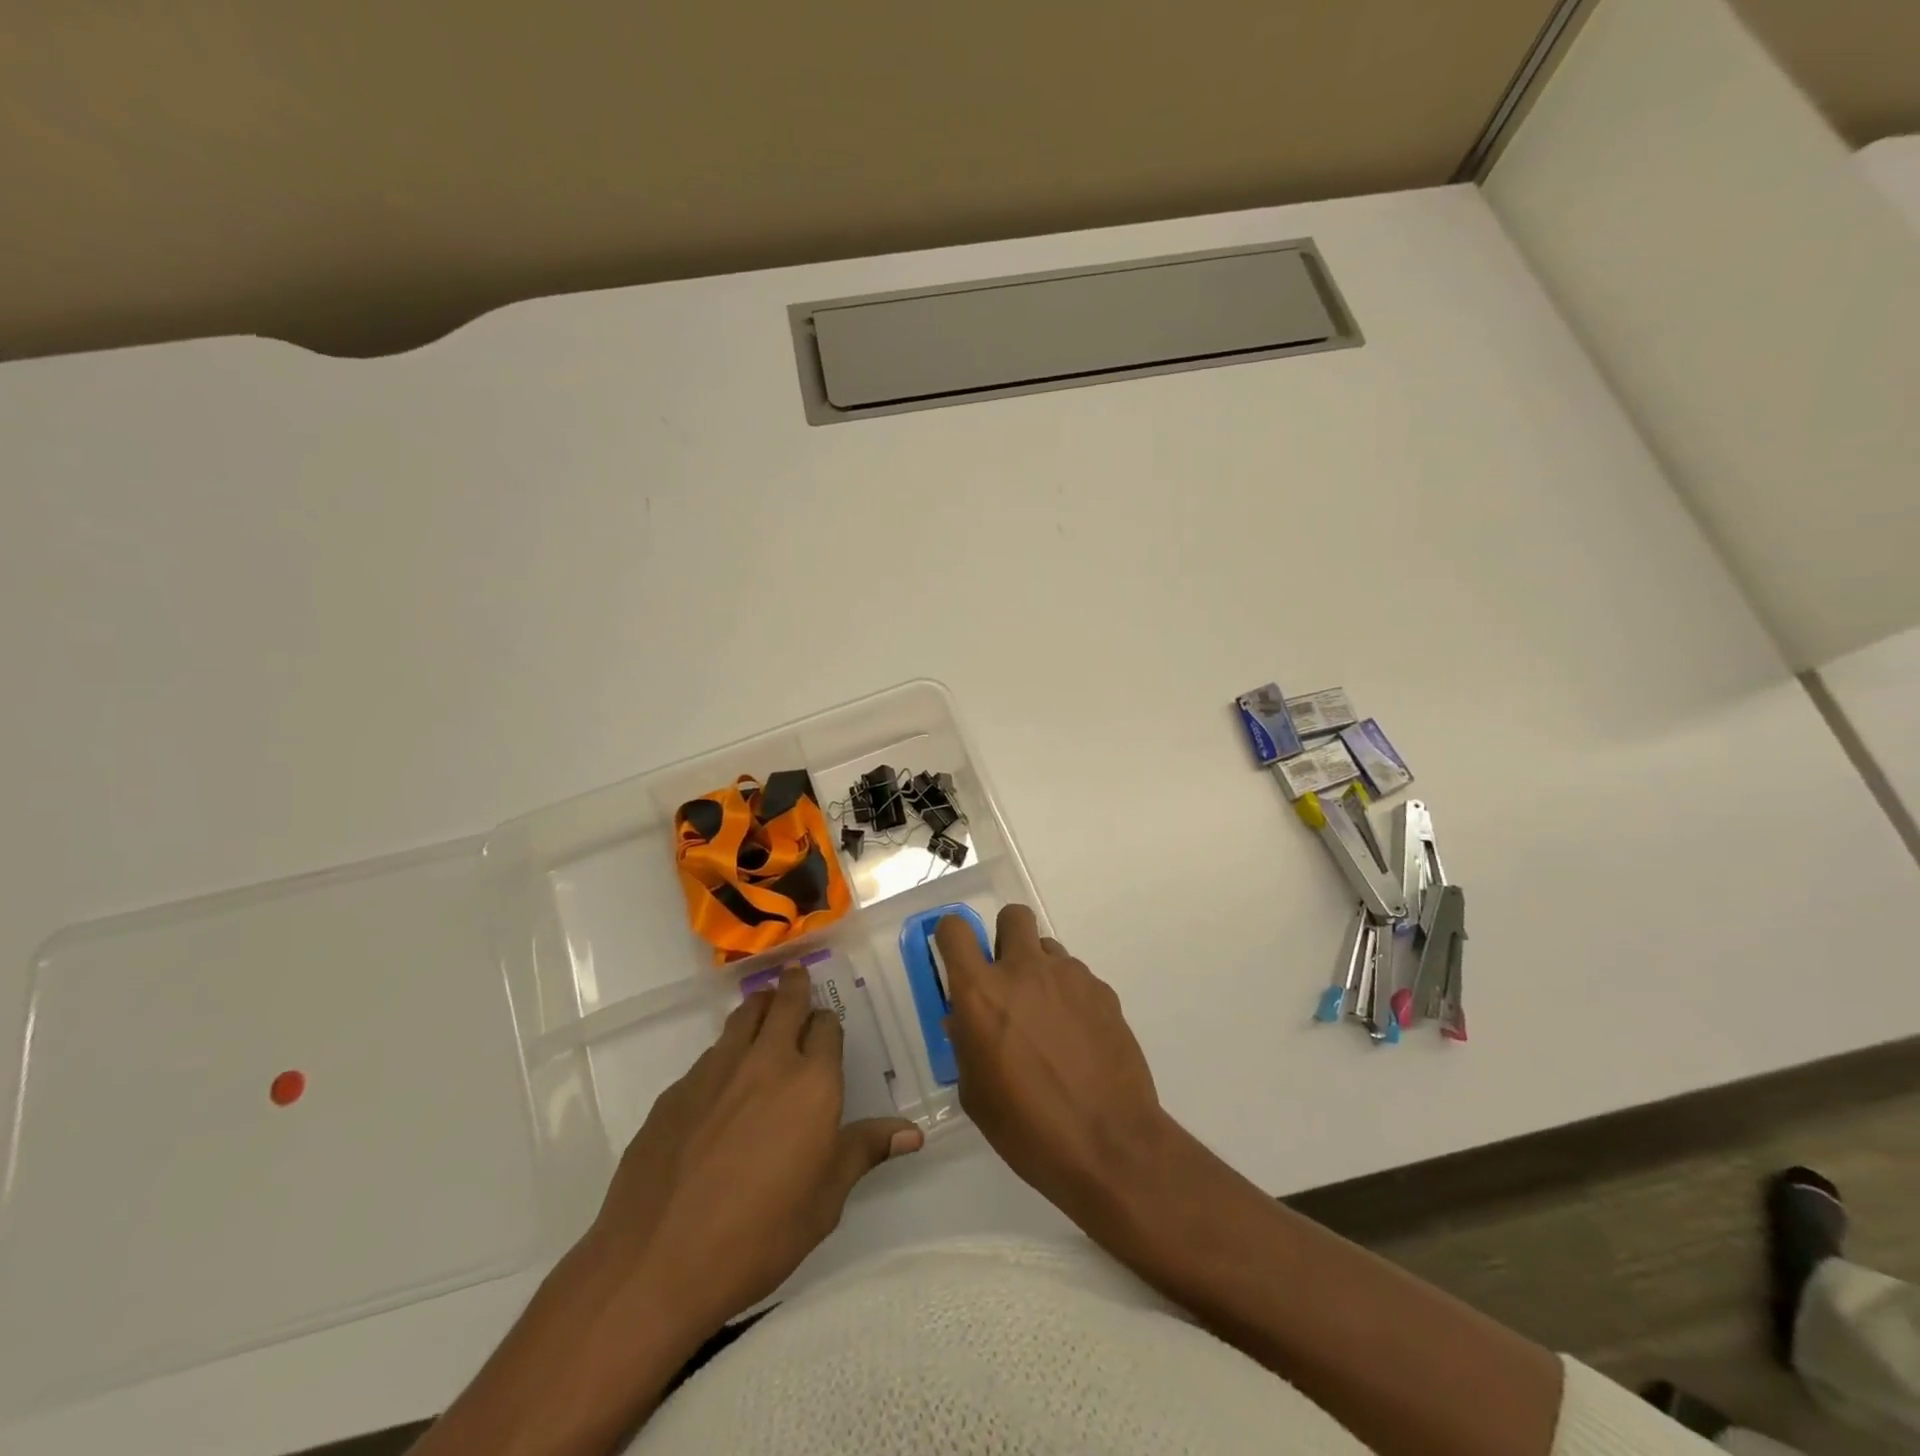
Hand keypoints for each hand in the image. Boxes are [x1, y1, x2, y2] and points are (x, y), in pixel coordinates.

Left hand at [584, 967, 923, 1342]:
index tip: (826, 1027)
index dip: (828, 1024)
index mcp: (811, 1083)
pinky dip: (725, 1052)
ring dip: (759, 1007)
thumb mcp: (825, 1201)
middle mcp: (766, 1061)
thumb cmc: (759, 1235)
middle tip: (796, 974)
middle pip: (784, 1004)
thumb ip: (864, 1152)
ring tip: (763, 1005)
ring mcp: (716, 1071)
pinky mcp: (676, 1091)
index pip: (827, 1028)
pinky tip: (721, 1081)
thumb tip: (912, 1134)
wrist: (657, 1262)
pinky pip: (709, 1055)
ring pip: (743, 1018)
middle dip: (794, 986)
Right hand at [936, 904, 1170, 1225]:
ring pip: (1048, 949)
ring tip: (1048, 1021)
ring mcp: (1070, 976)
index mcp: (982, 993)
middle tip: (1008, 981)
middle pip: (1012, 916)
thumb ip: (966, 1043)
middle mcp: (1025, 970)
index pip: (955, 930)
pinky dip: (1070, 997)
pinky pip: (1077, 978)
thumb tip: (965, 1020)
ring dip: (1040, 972)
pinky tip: (1078, 1040)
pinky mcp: (1103, 991)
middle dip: (1006, 939)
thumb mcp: (976, 1093)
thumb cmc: (1028, 1128)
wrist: (1110, 1145)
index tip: (958, 960)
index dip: (952, 938)